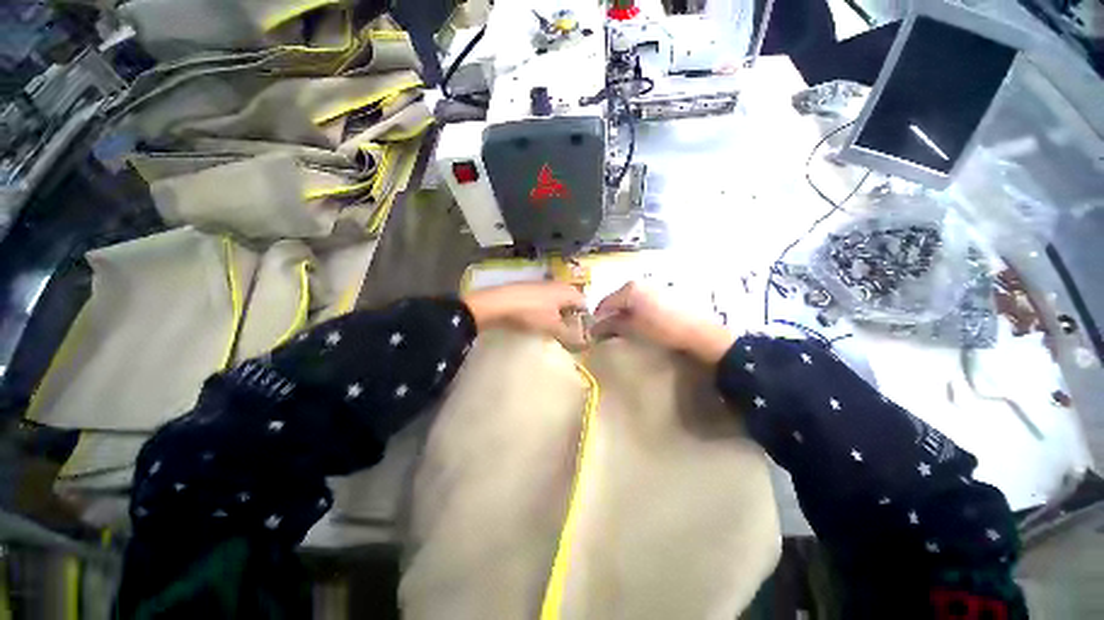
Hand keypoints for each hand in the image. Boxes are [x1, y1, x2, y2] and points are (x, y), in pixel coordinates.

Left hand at [463, 282, 585, 341]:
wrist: (498, 303)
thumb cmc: (531, 313)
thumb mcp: (553, 327)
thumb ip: (570, 334)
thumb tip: (584, 343)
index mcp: (567, 291)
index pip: (584, 304)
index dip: (585, 320)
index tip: (582, 334)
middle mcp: (558, 285)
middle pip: (571, 303)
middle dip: (571, 318)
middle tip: (568, 333)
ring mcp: (543, 286)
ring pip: (557, 302)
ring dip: (558, 315)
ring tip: (553, 330)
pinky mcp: (530, 290)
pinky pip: (545, 302)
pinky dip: (546, 312)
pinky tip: (539, 322)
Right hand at [593, 282, 734, 363]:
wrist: (697, 332)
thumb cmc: (661, 329)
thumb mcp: (632, 328)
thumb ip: (611, 326)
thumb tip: (595, 329)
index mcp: (630, 288)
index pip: (605, 302)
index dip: (598, 317)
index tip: (594, 330)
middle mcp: (640, 283)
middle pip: (617, 299)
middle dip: (611, 314)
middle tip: (609, 329)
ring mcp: (653, 286)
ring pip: (630, 299)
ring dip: (624, 312)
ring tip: (624, 327)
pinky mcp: (664, 292)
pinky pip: (642, 300)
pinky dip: (636, 310)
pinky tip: (640, 321)